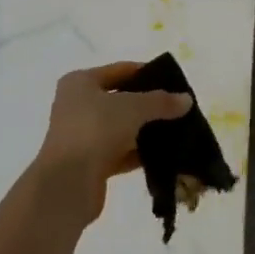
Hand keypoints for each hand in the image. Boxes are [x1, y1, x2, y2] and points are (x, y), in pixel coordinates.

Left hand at [33, 62, 192, 224]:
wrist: (68, 183)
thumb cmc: (95, 130)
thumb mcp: (133, 107)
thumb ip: (161, 102)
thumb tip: (187, 100)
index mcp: (81, 82)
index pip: (121, 70)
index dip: (148, 73)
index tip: (175, 82)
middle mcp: (78, 106)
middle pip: (122, 99)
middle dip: (150, 104)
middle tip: (179, 107)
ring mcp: (83, 136)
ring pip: (123, 127)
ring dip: (147, 130)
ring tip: (178, 130)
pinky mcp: (91, 163)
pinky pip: (122, 152)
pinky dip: (141, 153)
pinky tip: (165, 154)